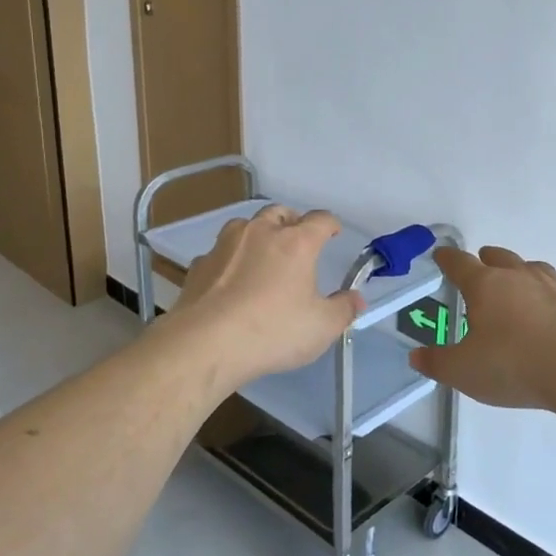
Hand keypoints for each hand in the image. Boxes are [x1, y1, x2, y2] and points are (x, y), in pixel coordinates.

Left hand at [171, 206, 361, 387]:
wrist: (206, 343)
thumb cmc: (272, 331)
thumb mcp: (321, 328)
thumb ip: (343, 310)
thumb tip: (356, 299)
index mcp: (296, 242)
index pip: (320, 219)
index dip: (331, 224)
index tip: (334, 232)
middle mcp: (260, 232)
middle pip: (279, 212)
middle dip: (292, 221)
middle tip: (298, 239)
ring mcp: (225, 245)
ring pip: (245, 225)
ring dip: (257, 234)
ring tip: (262, 255)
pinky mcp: (200, 264)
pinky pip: (220, 253)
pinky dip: (230, 260)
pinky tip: (230, 281)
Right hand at [411, 246, 555, 414]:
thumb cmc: (513, 365)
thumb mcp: (463, 371)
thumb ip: (437, 362)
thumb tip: (416, 356)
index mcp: (484, 285)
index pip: (459, 263)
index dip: (447, 259)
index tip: (440, 255)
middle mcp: (516, 276)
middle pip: (497, 257)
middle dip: (485, 260)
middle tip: (479, 268)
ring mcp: (549, 286)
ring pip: (528, 266)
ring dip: (516, 271)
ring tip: (513, 284)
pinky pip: (553, 287)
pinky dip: (542, 293)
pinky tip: (543, 310)